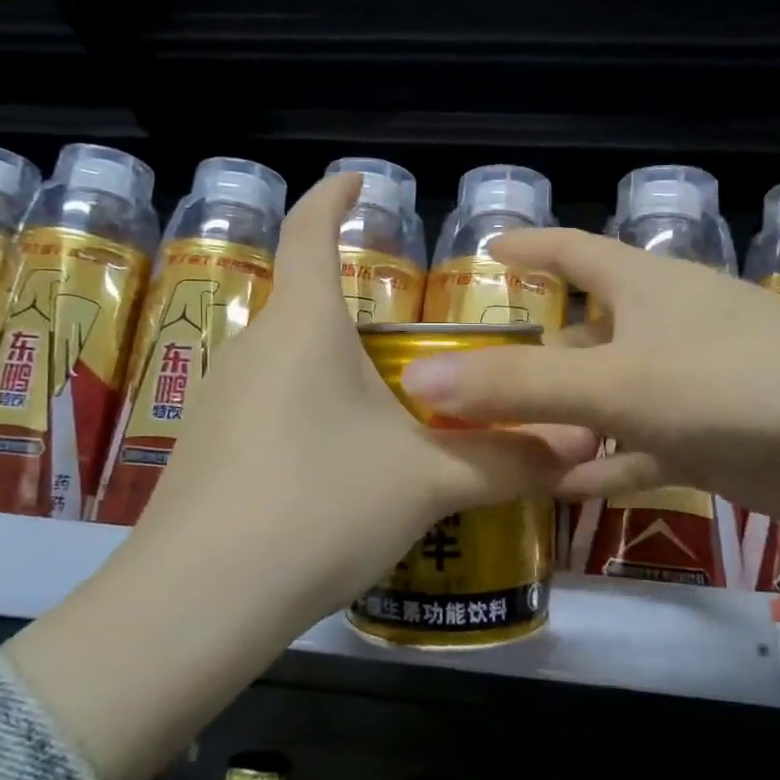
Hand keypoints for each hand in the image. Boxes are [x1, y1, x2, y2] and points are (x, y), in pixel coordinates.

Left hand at [6, 177, 594, 779]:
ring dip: (332, 370)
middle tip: (412, 343)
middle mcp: (253, 347)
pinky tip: (333, 470)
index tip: (358, 180)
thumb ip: (506, 460)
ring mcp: (218, 399)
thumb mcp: (426, 482)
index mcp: (303, 326)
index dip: (333, 196)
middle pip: (306, 304)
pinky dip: (306, 415)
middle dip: (355, 311)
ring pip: (287, 362)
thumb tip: (579, 443)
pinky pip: (266, 408)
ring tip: (384, 412)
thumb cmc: (320, 507)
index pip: (309, 229)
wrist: (200, 599)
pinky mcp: (204, 448)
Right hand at [395, 227, 779, 534]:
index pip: (573, 252)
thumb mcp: (616, 383)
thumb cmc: (735, 384)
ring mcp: (690, 384)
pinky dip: (604, 466)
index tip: (488, 251)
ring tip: (504, 443)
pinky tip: (565, 490)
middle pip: (584, 335)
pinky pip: (640, 448)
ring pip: (608, 398)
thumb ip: (517, 385)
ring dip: (562, 419)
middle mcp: (664, 327)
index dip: (530, 248)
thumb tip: (420, 378)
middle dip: (533, 357)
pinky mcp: (712, 437)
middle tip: (476, 383)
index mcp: (644, 287)